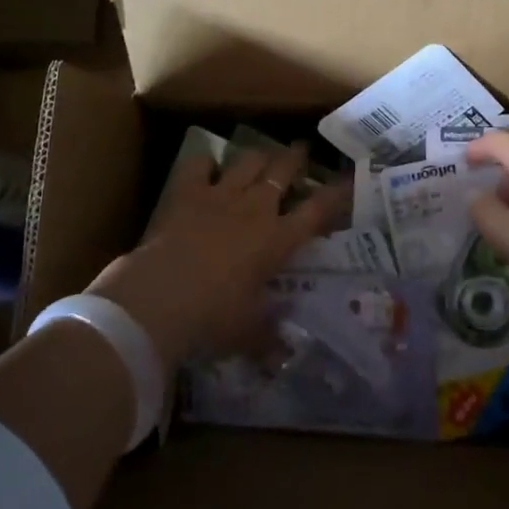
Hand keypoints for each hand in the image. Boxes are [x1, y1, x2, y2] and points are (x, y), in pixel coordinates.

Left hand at [88, 142, 349, 368]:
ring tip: (262, 155)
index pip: (317, 211)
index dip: (335, 194)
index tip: (347, 180)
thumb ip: (268, 340)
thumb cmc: (214, 316)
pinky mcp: (186, 194)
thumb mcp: (247, 333)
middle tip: (301, 149)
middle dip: (295, 158)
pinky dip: (205, 163)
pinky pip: (198, 165)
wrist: (161, 296)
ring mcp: (220, 196)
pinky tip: (206, 166)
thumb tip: (283, 359)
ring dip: (257, 156)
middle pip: (282, 172)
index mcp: (278, 239)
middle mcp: (254, 209)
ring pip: (247, 161)